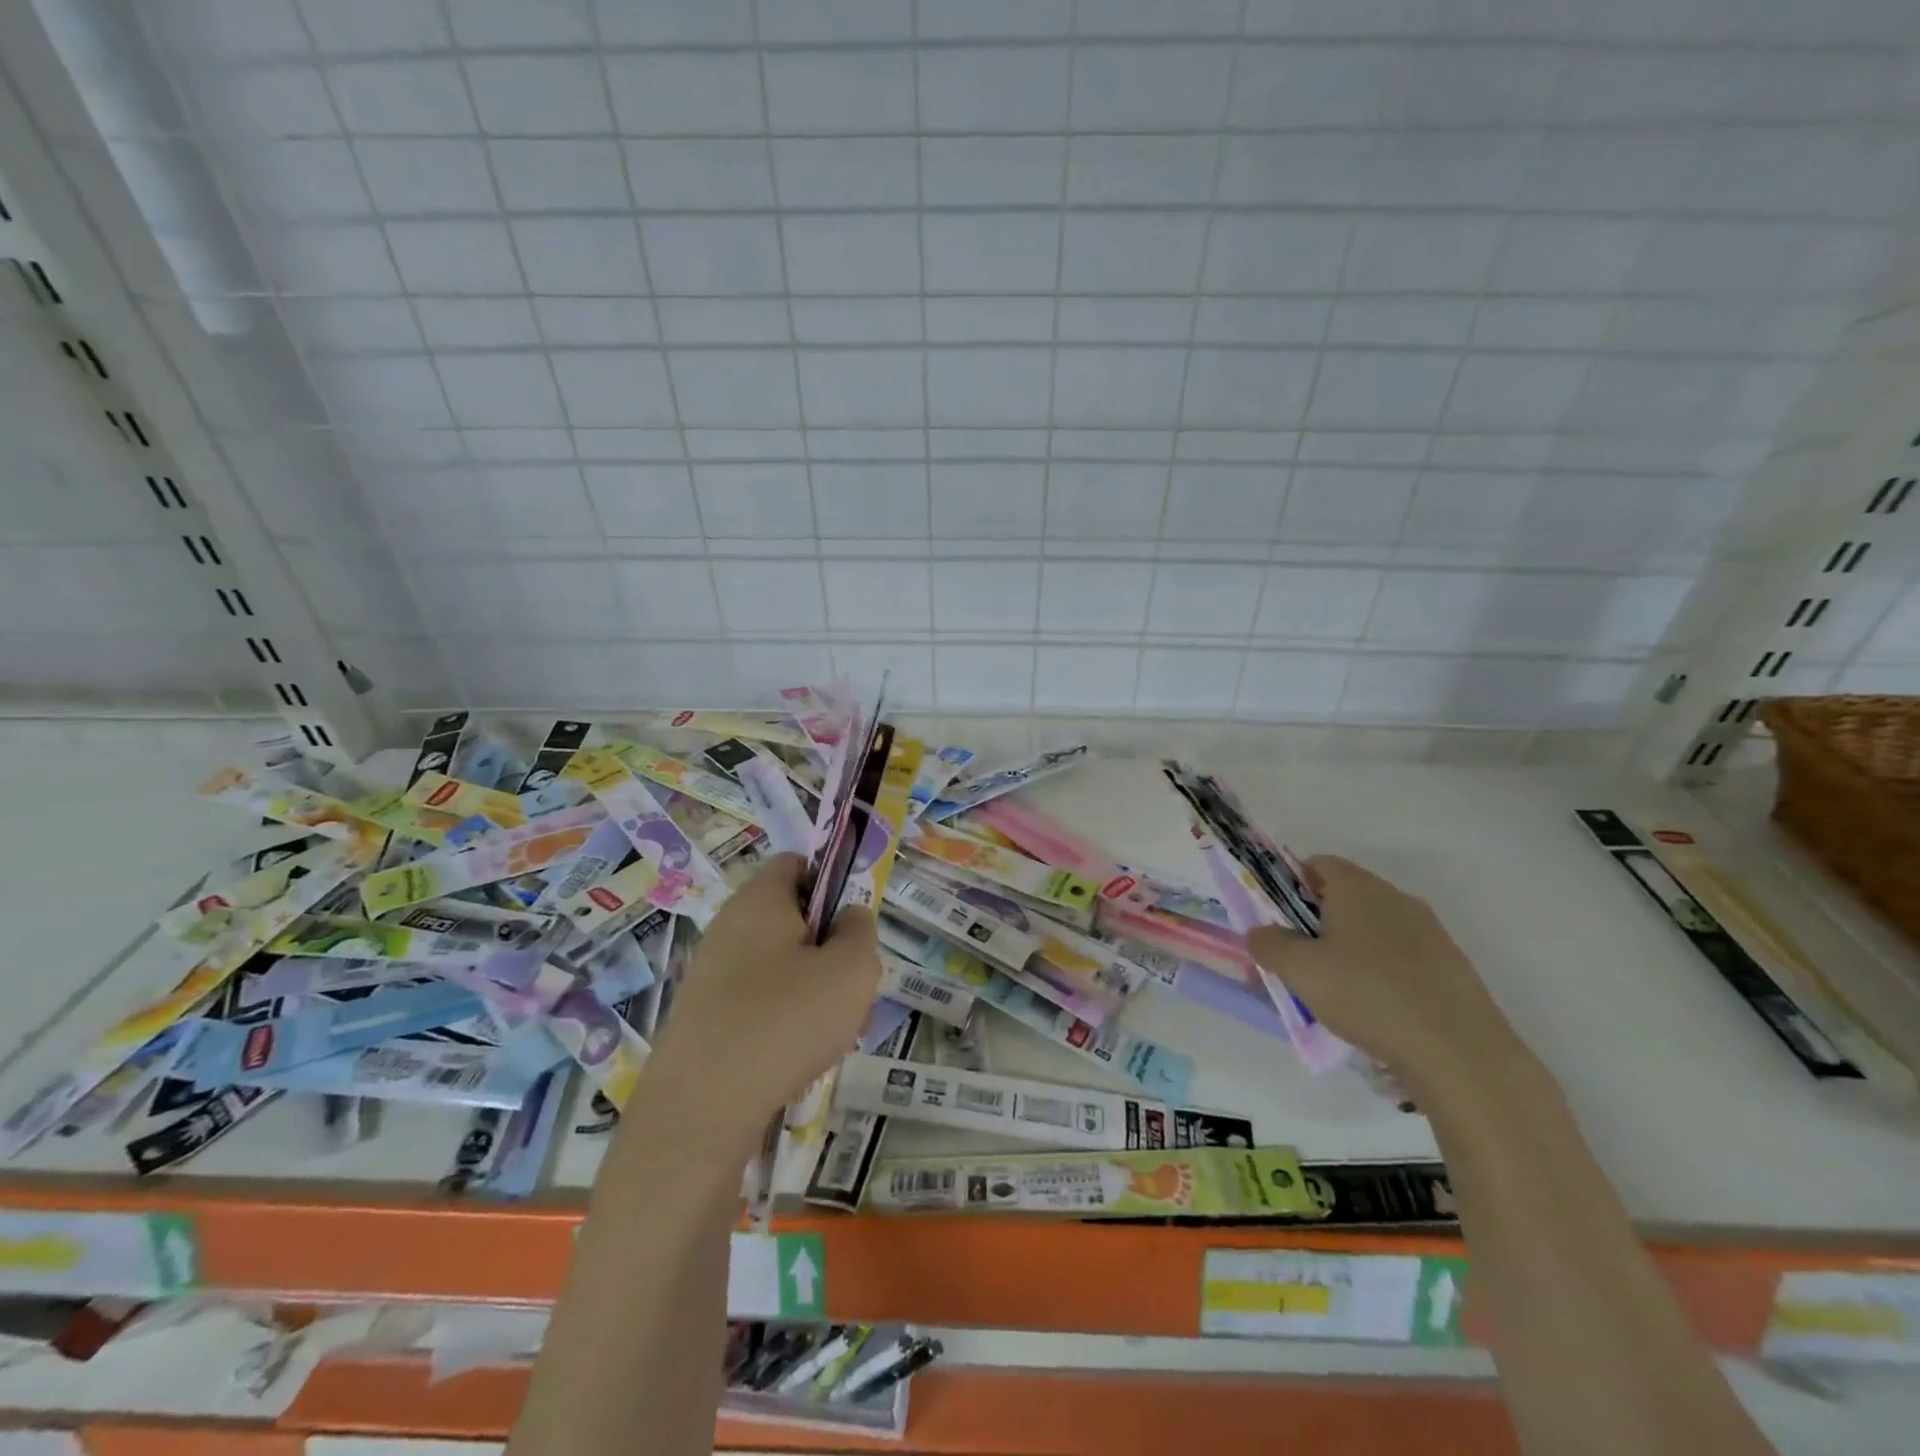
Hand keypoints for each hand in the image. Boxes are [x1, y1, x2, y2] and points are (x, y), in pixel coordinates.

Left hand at [641, 854, 880, 1150]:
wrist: (701, 1109)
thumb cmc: (785, 1020)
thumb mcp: (852, 968)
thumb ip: (860, 931)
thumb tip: (848, 918)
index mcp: (760, 899)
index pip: (798, 864)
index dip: (831, 884)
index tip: (851, 927)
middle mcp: (729, 926)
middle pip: (792, 919)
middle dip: (828, 949)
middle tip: (848, 987)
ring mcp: (711, 973)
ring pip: (780, 966)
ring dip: (812, 990)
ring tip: (829, 1033)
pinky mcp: (703, 1017)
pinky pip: (758, 1002)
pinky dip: (783, 1021)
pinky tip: (797, 1058)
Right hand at [1247, 855, 1524, 1103]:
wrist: (1460, 1053)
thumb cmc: (1367, 995)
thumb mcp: (1299, 971)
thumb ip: (1269, 944)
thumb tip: (1259, 933)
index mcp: (1358, 887)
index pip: (1317, 864)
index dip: (1291, 885)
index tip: (1278, 920)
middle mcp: (1396, 898)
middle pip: (1346, 896)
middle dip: (1317, 922)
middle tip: (1299, 959)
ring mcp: (1430, 932)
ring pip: (1375, 929)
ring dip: (1350, 949)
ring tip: (1336, 992)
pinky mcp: (1452, 967)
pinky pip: (1402, 958)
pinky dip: (1382, 973)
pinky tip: (1375, 1011)